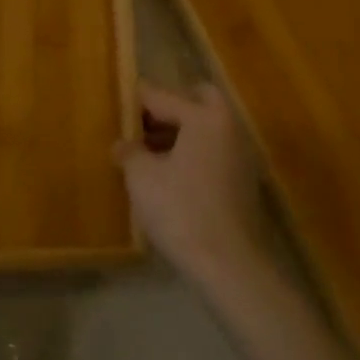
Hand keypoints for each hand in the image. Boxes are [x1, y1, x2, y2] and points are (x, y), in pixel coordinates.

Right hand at [114, 81, 267, 291]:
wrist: (228, 263)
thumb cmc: (181, 211)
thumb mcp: (142, 178)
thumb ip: (130, 152)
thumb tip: (123, 144)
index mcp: (205, 117)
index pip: (164, 96)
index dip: (136, 99)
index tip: (116, 99)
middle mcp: (228, 127)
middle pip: (197, 101)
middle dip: (168, 108)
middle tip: (140, 125)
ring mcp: (240, 154)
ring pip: (207, 127)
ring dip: (180, 132)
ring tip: (147, 152)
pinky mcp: (242, 180)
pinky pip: (213, 150)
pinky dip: (192, 152)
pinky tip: (168, 174)